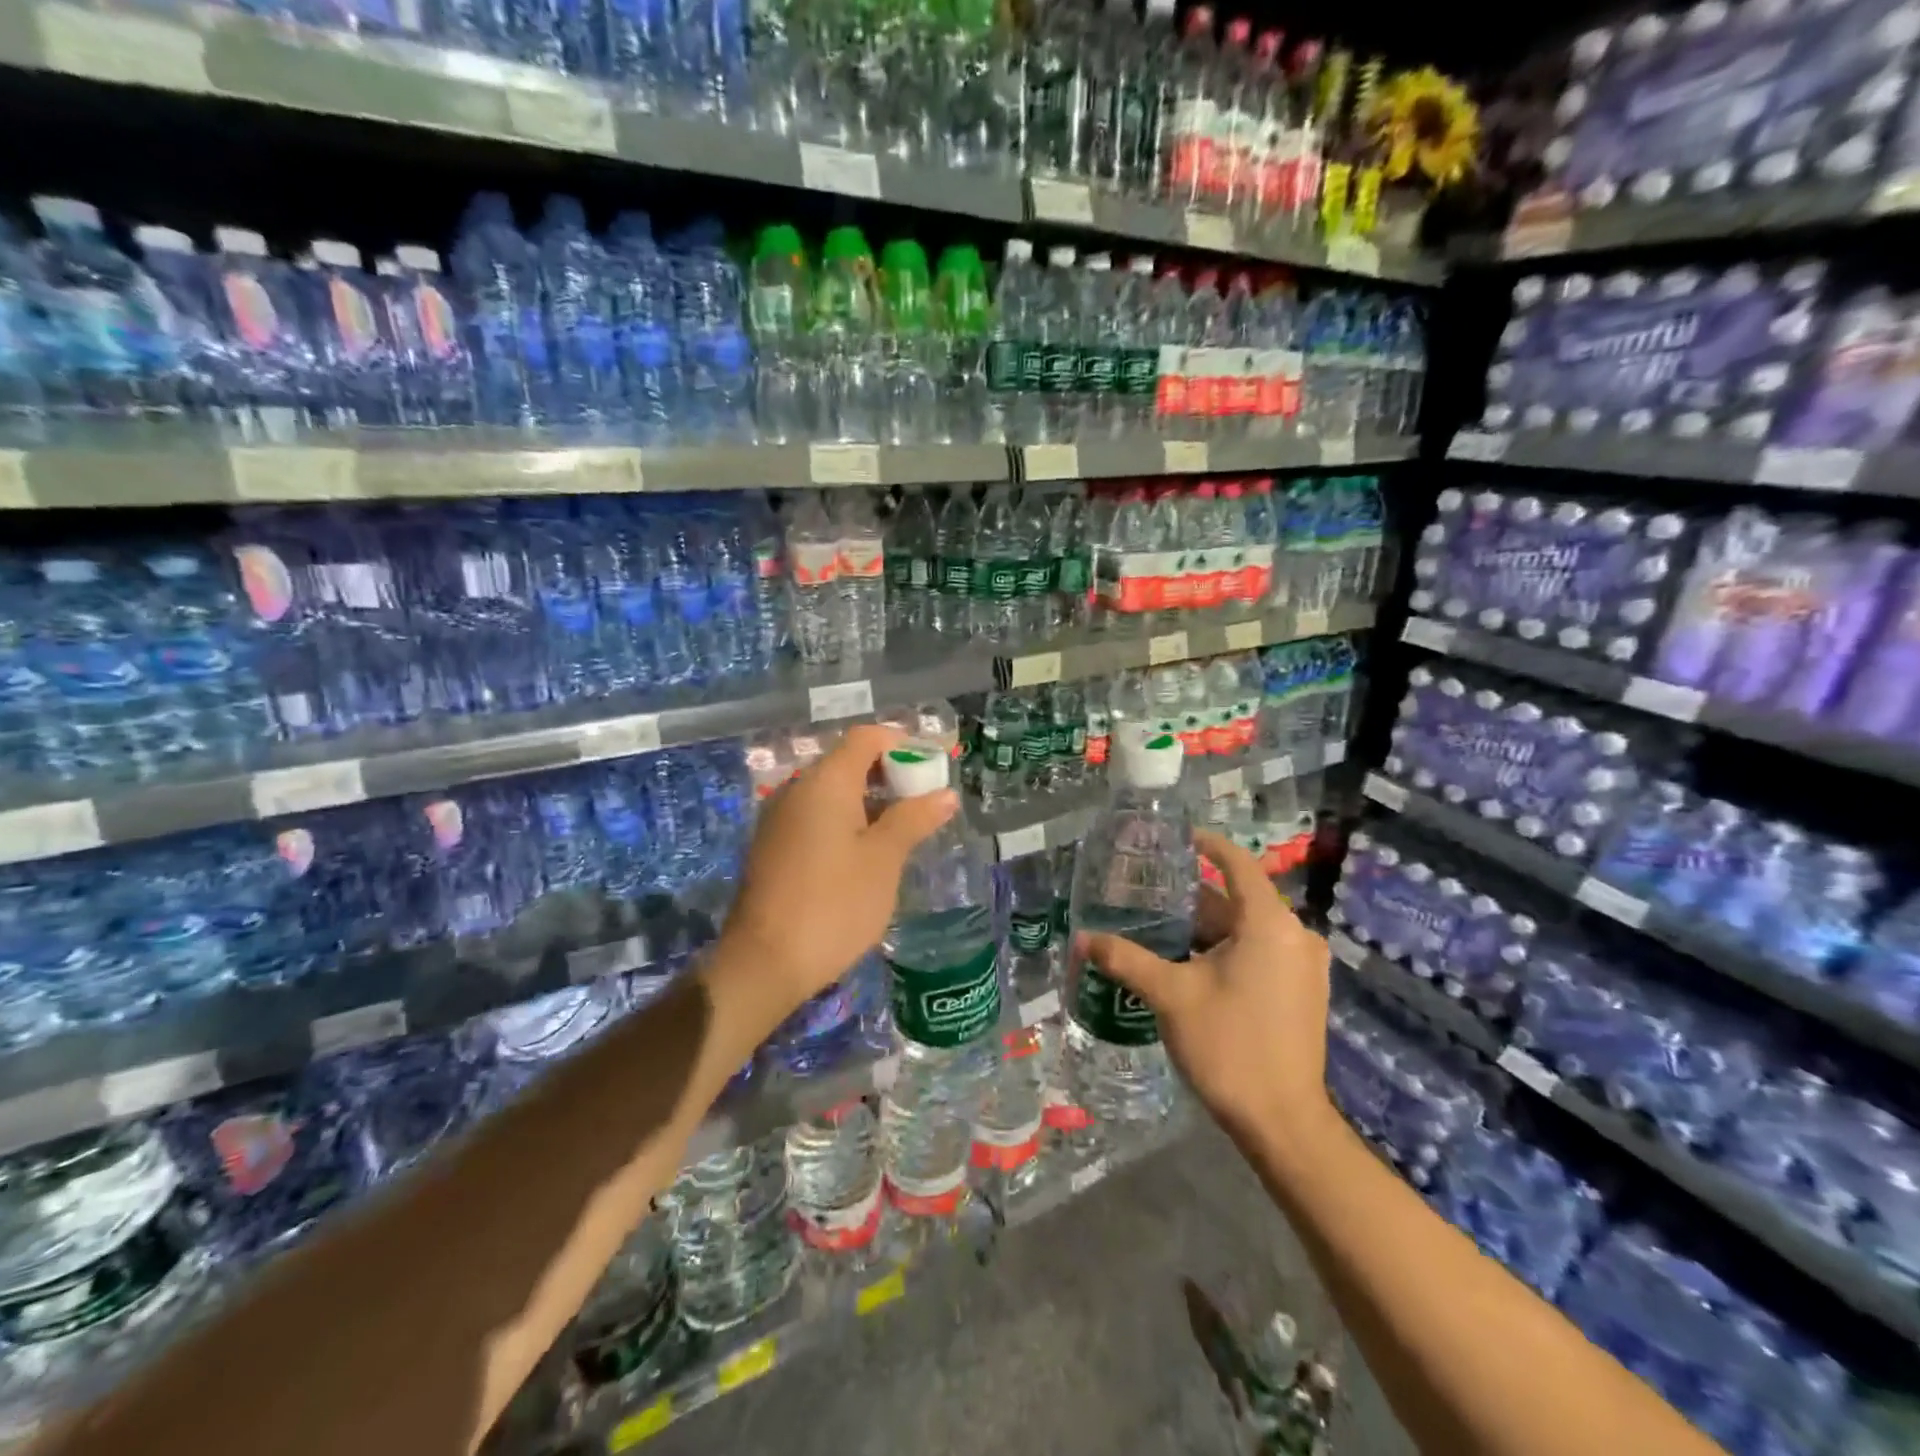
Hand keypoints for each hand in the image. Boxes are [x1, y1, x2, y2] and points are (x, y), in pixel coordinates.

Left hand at [714, 725, 957, 1025]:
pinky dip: (848, 821)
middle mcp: (798, 790)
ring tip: (906, 828)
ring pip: (833, 792)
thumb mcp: (883, 860)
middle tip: (926, 801)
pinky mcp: (775, 847)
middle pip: (848, 762)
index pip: (866, 738)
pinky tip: (870, 852)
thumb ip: (913, 819)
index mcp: (825, 782)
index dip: (902, 743)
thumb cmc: (834, 904)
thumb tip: (945, 794)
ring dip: (871, 800)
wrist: (765, 964)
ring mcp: (781, 819)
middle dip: (890, 774)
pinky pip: (817, 817)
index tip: (934, 766)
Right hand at [1077, 828, 1331, 1141]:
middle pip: (1239, 900)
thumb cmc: (1228, 1046)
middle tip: (1149, 892)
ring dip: (1208, 926)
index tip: (1176, 838)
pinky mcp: (1303, 991)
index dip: (1208, 845)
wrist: (1282, 1122)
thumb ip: (1126, 959)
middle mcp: (1295, 936)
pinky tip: (1190, 961)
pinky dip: (1227, 948)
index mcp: (1270, 924)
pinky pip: (1261, 951)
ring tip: (1160, 926)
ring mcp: (1303, 966)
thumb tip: (1082, 938)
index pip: (1238, 864)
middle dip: (1194, 896)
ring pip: (1248, 929)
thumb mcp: (1170, 996)